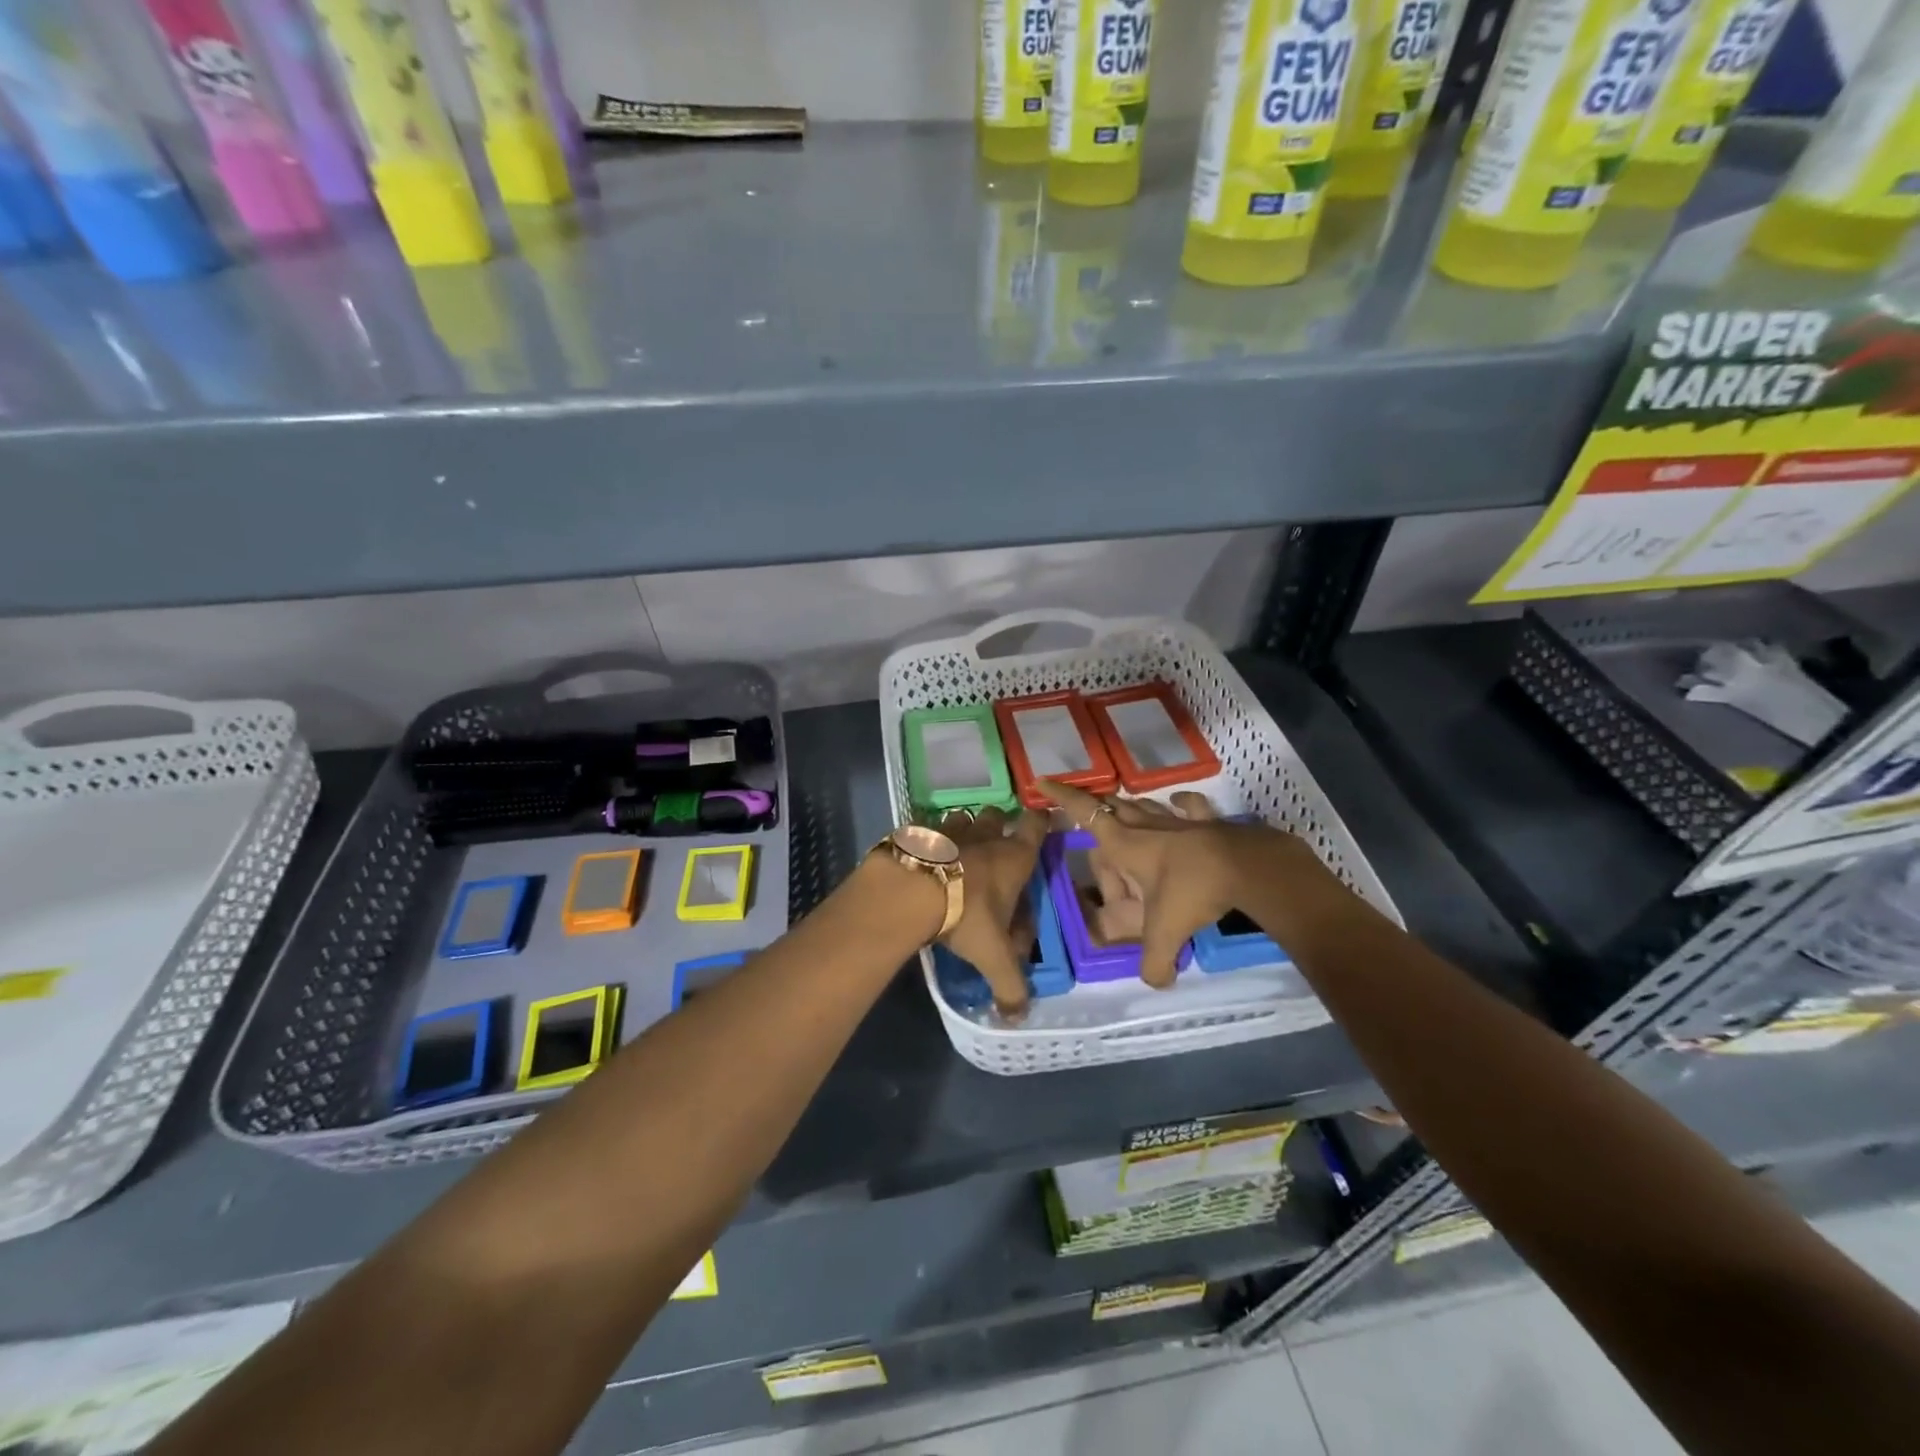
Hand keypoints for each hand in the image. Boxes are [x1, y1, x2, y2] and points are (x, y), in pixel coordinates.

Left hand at [934, 806, 1047, 1019]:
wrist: (912, 890)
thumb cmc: (967, 915)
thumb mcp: (993, 956)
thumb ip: (1010, 987)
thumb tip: (1017, 1018)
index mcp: (1013, 858)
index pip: (1036, 826)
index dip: (1040, 822)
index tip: (1040, 825)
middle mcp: (985, 836)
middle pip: (996, 817)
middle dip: (997, 827)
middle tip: (992, 851)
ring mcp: (949, 829)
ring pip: (962, 818)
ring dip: (961, 831)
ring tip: (955, 854)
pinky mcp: (918, 832)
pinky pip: (926, 829)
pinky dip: (926, 840)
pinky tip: (921, 859)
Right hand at [1037, 781, 1327, 988]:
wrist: (1246, 865)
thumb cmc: (1193, 889)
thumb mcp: (1167, 932)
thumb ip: (1154, 962)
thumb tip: (1154, 983)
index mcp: (1125, 844)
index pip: (1084, 813)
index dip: (1062, 797)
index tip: (1042, 783)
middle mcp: (1145, 825)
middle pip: (1113, 806)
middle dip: (1096, 809)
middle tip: (1087, 819)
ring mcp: (1176, 820)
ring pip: (1144, 805)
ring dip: (1132, 809)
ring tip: (1124, 815)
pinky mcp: (1204, 821)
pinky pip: (1187, 806)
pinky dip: (1180, 804)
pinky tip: (1177, 803)